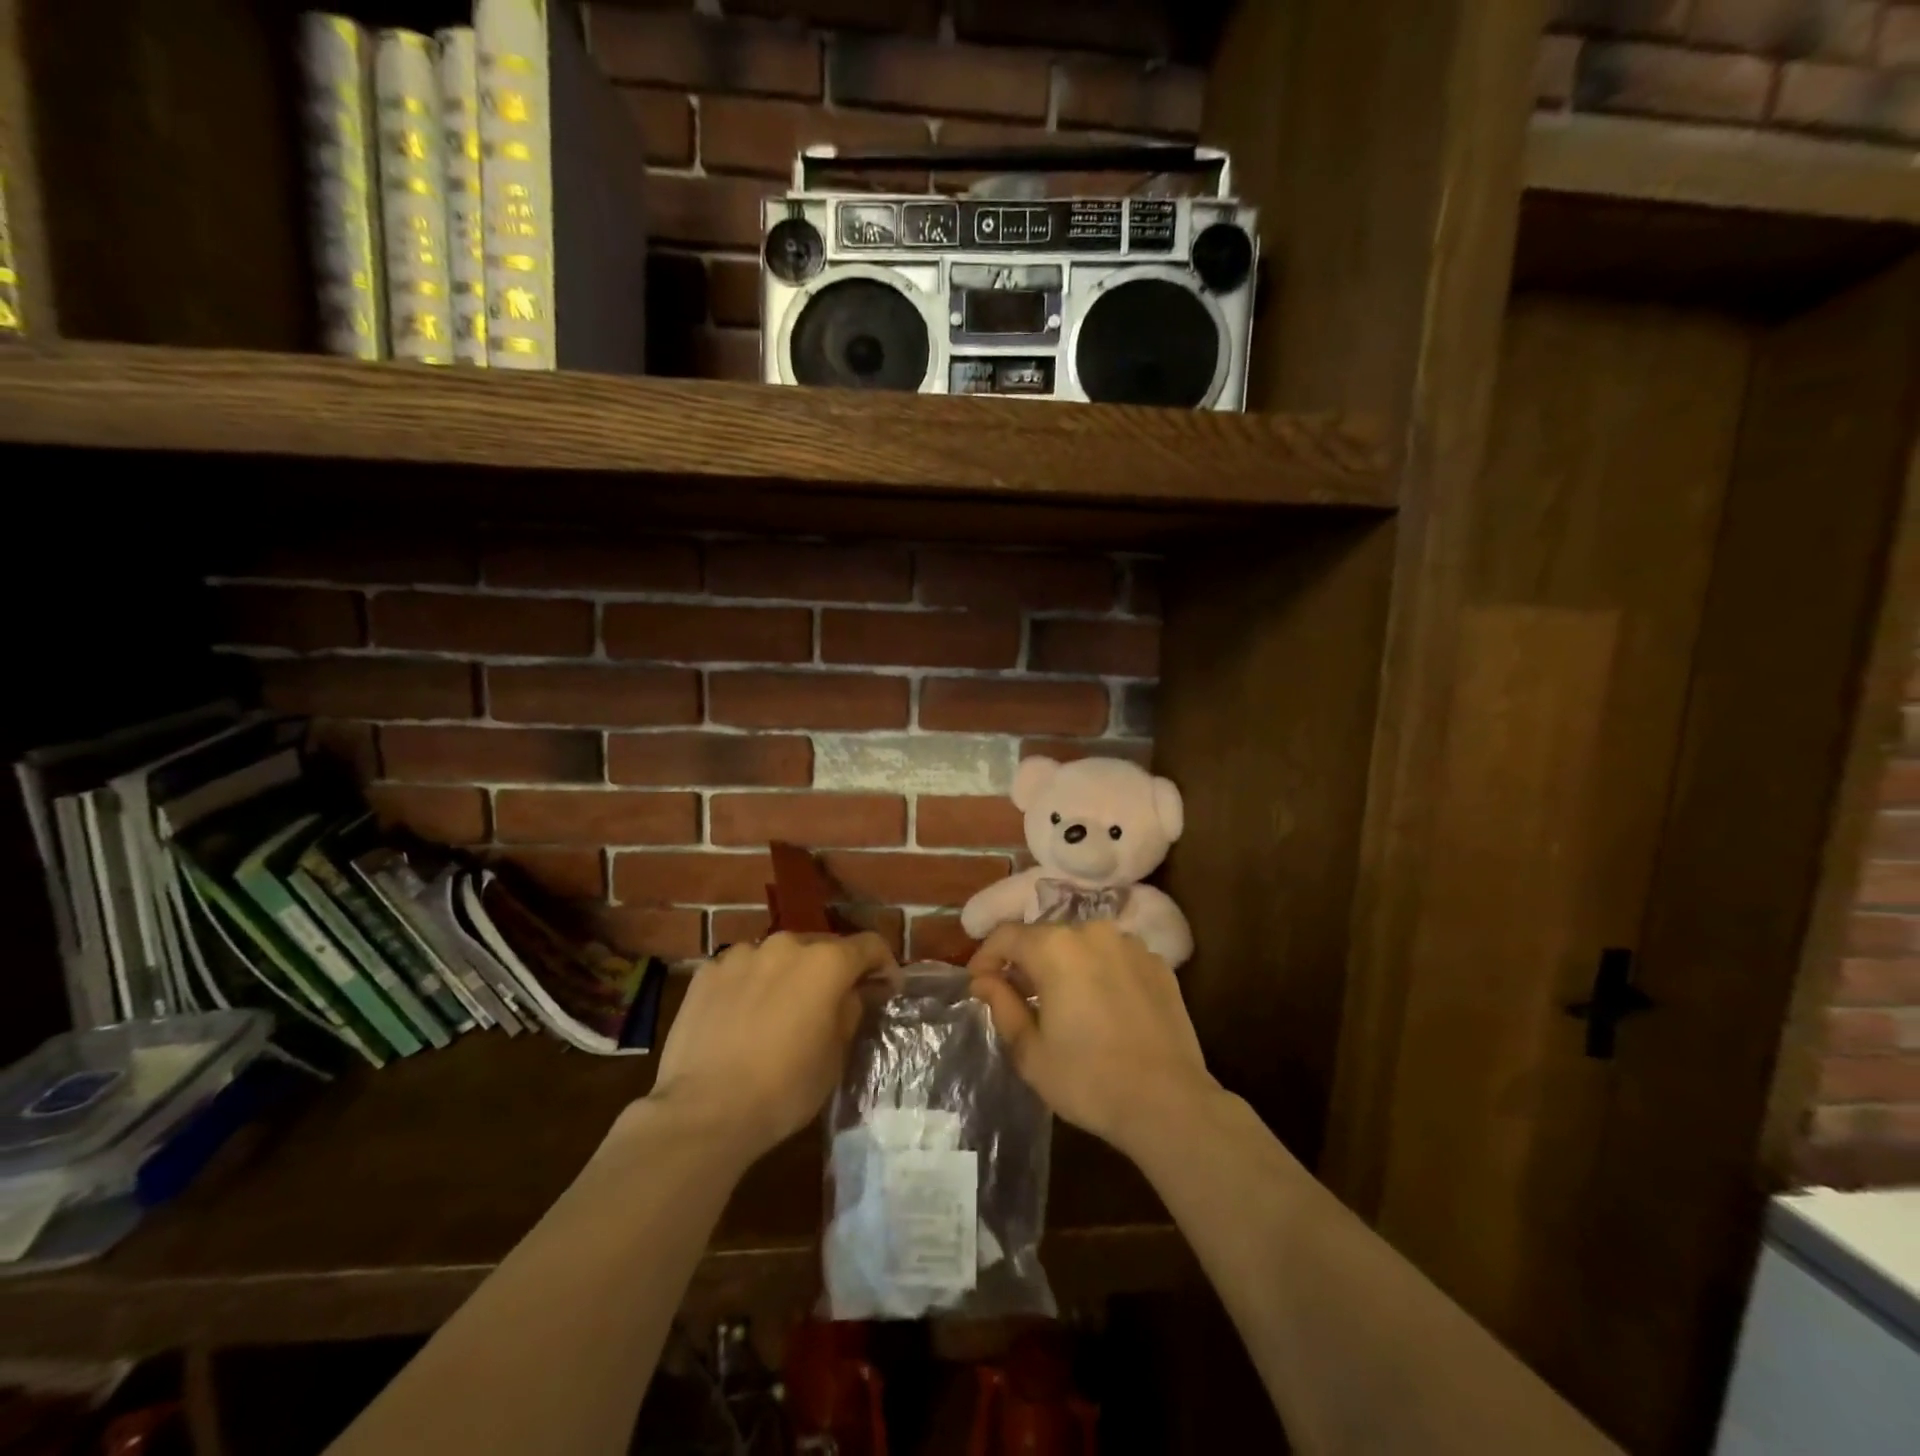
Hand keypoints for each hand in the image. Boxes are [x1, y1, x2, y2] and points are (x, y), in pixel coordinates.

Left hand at [648, 932, 896, 1162]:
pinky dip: (750, 984)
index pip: (870, 945)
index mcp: (826, 962)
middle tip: (830, 1004)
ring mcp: (742, 954)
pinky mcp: (707, 972)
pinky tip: (742, 1017)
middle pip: (821, 947)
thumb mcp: (835, 1056)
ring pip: (778, 956)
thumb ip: (850, 1011)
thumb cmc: (784, 1087)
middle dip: (832, 971)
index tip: (885, 988)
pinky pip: (741, 970)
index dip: (883, 965)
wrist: (704, 1111)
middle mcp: (786, 944)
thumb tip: (853, 993)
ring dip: (788, 975)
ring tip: (779, 1011)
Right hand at [966, 921, 1217, 1159]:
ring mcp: (1131, 945)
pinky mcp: (1159, 964)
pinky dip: (1100, 973)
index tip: (978, 984)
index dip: (985, 957)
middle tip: (1017, 997)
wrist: (1168, 1103)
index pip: (1005, 935)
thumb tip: (984, 980)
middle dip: (1025, 962)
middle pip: (1045, 936)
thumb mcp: (1030, 1051)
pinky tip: (1102, 1008)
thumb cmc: (1088, 1079)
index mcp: (1055, 947)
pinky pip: (1115, 958)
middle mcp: (1092, 932)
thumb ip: (1002, 1005)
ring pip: (1082, 945)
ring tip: (1062, 1002)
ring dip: (1065, 965)